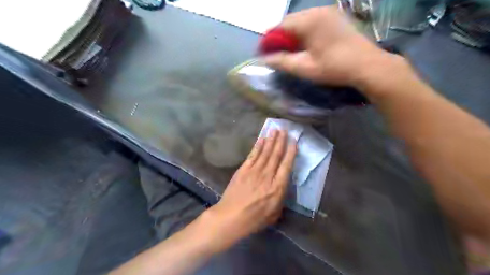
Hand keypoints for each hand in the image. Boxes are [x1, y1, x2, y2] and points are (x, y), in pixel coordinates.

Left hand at [205, 131, 296, 244]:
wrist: (231, 216)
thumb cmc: (254, 219)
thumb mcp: (274, 214)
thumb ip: (280, 198)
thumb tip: (282, 186)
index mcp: (277, 187)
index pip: (286, 166)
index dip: (291, 152)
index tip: (293, 141)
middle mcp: (267, 175)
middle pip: (276, 155)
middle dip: (281, 141)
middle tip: (285, 130)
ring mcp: (254, 171)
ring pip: (265, 152)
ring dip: (271, 140)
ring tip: (275, 130)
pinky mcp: (243, 169)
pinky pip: (253, 155)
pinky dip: (258, 146)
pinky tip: (262, 139)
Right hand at [265, 5, 392, 87]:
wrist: (368, 65)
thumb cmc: (334, 68)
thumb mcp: (305, 68)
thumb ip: (282, 62)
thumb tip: (265, 59)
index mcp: (308, 21)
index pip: (280, 27)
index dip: (269, 40)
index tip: (264, 53)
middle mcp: (317, 10)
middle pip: (290, 22)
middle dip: (281, 37)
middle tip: (278, 54)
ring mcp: (329, 11)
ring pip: (301, 21)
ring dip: (293, 34)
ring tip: (291, 51)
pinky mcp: (337, 16)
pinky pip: (313, 21)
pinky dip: (305, 31)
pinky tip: (307, 44)